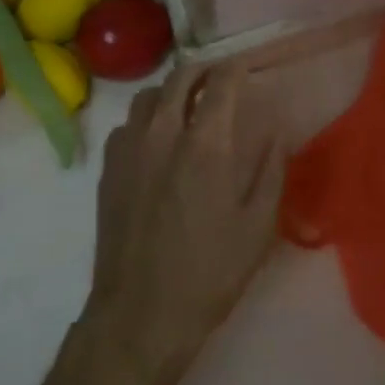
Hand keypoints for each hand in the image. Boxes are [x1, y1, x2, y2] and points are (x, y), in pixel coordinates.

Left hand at [73, 60, 286, 384]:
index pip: (221, 82)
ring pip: (148, 95)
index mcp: (205, 144)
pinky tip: (157, 141)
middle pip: (180, 77)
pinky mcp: (108, 169)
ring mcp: (130, 149)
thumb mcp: (257, 226)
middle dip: (204, 70)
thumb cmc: (208, 273)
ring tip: (187, 105)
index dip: (237, 68)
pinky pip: (127, 124)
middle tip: (220, 80)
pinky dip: (146, 118)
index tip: (247, 68)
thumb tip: (277, 130)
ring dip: (172, 91)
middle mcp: (163, 133)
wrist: (139, 316)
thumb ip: (270, 169)